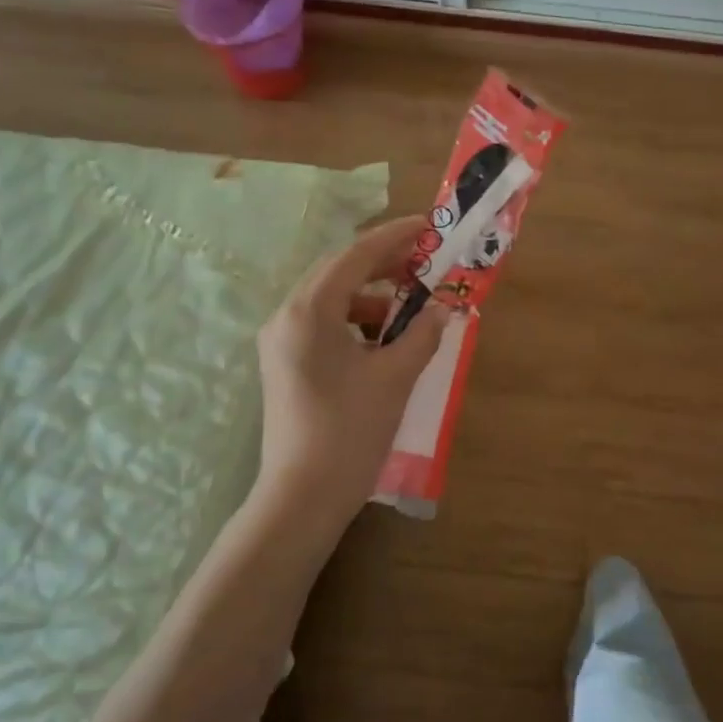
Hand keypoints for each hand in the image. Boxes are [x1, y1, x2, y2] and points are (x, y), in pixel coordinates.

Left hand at [254, 215, 449, 524]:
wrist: (303, 497)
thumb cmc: (350, 432)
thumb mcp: (395, 378)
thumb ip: (422, 335)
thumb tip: (442, 309)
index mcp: (308, 312)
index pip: (355, 257)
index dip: (395, 237)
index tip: (427, 225)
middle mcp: (286, 317)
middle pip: (339, 273)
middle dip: (384, 265)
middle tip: (425, 263)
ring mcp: (280, 342)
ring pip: (331, 300)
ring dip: (372, 297)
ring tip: (411, 309)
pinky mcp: (285, 364)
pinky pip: (324, 325)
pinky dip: (357, 323)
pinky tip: (385, 341)